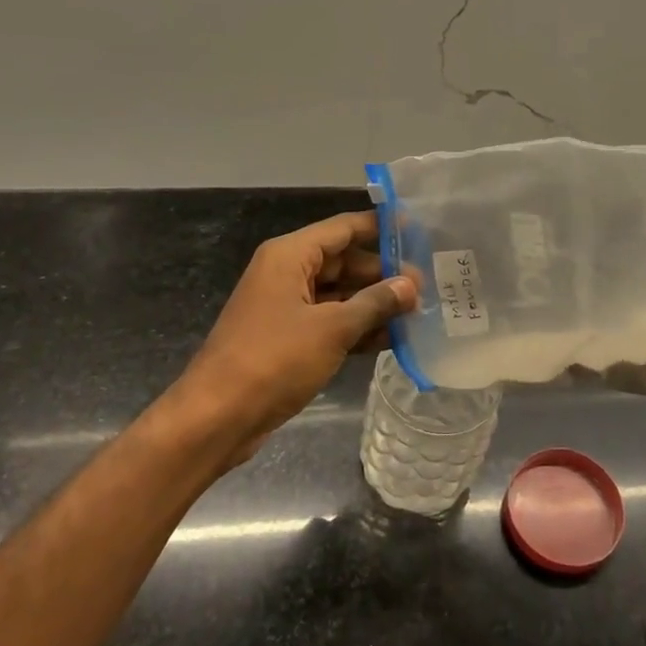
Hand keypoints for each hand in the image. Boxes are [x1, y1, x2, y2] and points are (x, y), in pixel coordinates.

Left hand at [178, 211, 416, 466]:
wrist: (218, 417)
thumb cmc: (274, 360)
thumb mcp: (332, 328)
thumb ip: (374, 303)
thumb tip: (410, 285)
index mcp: (290, 256)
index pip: (344, 228)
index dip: (381, 228)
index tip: (419, 231)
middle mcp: (288, 274)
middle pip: (344, 262)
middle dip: (383, 274)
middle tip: (427, 287)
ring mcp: (287, 308)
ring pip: (340, 295)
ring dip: (374, 304)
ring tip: (419, 313)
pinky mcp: (290, 339)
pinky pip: (331, 323)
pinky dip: (358, 328)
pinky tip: (393, 339)